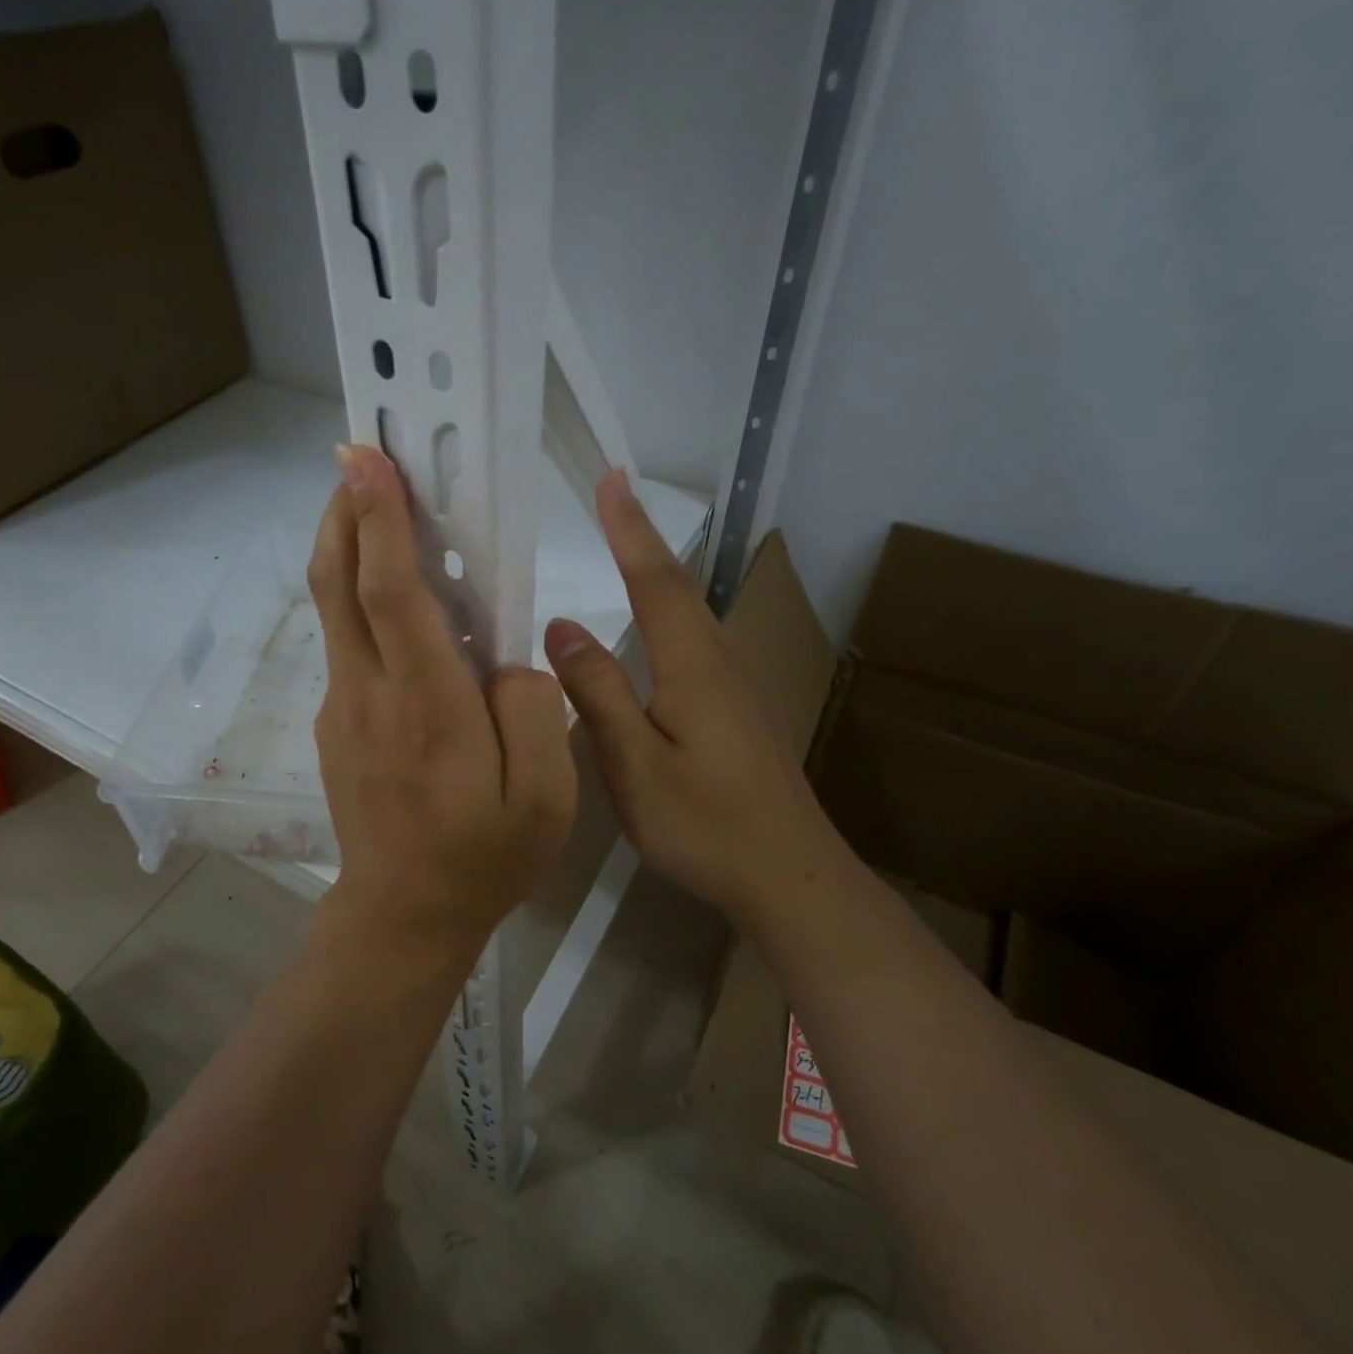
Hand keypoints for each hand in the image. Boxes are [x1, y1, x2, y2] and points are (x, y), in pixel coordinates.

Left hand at [308, 445, 577, 957]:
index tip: (367, 460)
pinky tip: (402, 603)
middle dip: (343, 511)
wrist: (403, 917)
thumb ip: (536, 711)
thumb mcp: (545, 797)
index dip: (378, 519)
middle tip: (359, 460)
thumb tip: (507, 660)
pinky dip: (362, 600)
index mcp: (427, 706)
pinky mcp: (339, 723)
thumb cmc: (483, 859)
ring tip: (381, 509)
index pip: (391, 593)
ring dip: (348, 548)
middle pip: (338, 583)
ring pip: (335, 609)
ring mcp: (344, 708)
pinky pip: (348, 644)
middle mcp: (370, 694)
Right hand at [544, 472, 834, 927]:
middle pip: (679, 586)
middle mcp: (721, 660)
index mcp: (694, 664)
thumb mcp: (634, 763)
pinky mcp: (742, 708)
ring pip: (693, 612)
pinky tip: (659, 626)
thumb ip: (600, 692)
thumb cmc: (705, 823)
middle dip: (643, 537)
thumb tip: (562, 626)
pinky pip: (699, 639)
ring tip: (627, 545)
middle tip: (612, 496)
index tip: (611, 478)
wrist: (790, 875)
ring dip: (658, 571)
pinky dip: (671, 610)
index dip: (630, 528)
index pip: (655, 580)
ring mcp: (738, 684)